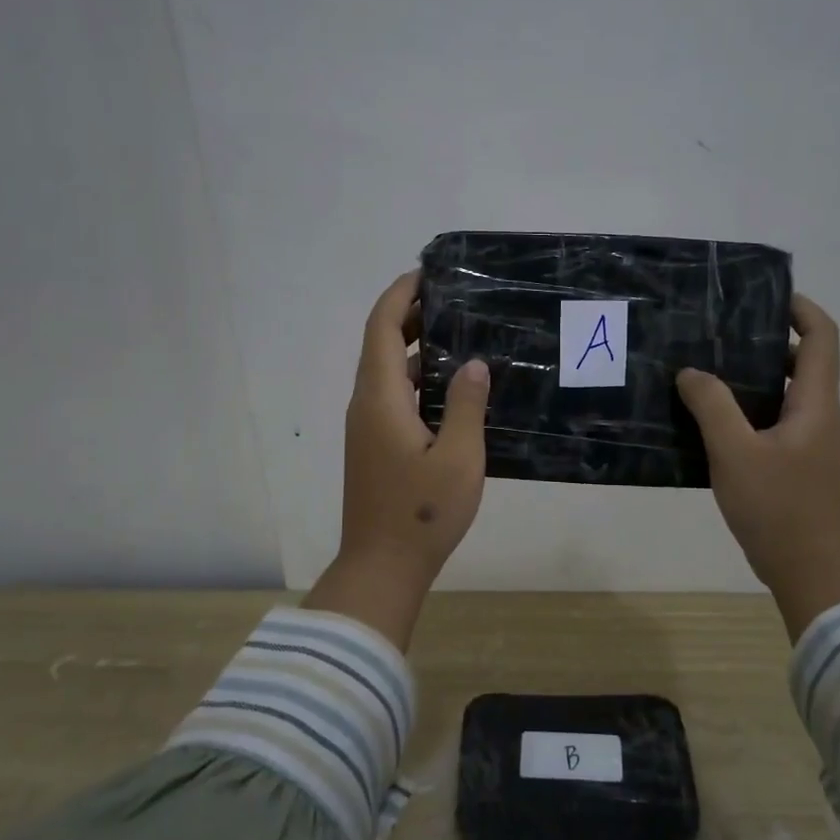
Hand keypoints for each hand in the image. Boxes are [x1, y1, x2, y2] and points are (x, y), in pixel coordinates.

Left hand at [303, 271, 489, 648]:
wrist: (382, 566)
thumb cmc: (422, 512)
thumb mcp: (458, 457)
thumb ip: (467, 405)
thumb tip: (473, 364)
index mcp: (380, 398)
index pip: (381, 327)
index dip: (400, 294)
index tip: (427, 273)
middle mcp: (365, 404)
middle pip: (380, 345)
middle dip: (410, 316)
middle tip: (454, 303)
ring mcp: (367, 428)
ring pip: (386, 373)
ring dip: (414, 350)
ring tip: (459, 338)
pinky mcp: (374, 447)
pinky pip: (391, 397)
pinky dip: (415, 380)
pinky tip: (450, 390)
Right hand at [677, 293, 839, 640]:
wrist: (807, 569)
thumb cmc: (777, 506)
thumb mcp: (735, 452)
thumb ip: (712, 406)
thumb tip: (692, 372)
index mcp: (816, 404)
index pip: (822, 338)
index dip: (800, 309)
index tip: (765, 297)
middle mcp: (820, 416)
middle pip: (803, 361)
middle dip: (766, 340)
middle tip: (720, 333)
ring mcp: (809, 442)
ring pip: (785, 393)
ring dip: (753, 376)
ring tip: (707, 368)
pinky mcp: (795, 464)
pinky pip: (772, 420)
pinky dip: (747, 408)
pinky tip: (710, 417)